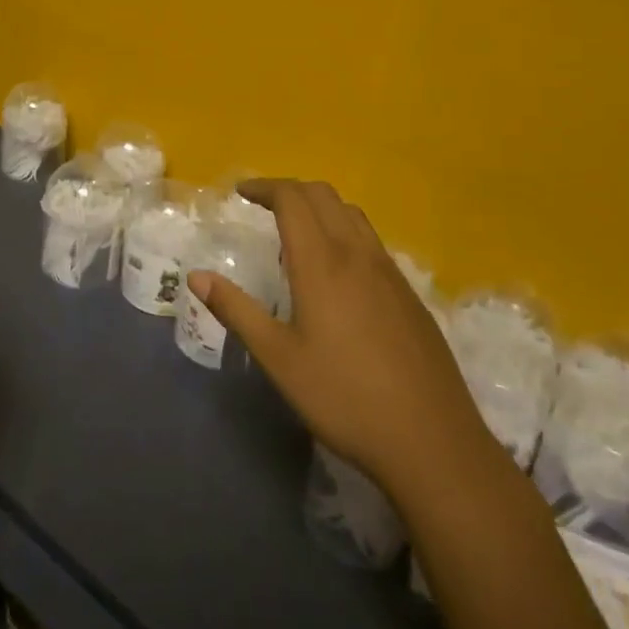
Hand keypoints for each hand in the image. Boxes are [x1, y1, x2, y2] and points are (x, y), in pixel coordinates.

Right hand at [188, 179, 493, 502]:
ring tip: (295, 232)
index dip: (264, 187)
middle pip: (324, 196)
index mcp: (322, 264)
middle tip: (261, 206)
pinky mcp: (410, 295)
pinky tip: (335, 272)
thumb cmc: (344, 398)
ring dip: (320, 207)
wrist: (432, 442)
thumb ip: (236, 310)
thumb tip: (196, 276)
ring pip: (353, 215)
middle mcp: (358, 255)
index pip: (292, 199)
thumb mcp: (278, 358)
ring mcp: (390, 274)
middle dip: (290, 190)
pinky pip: (371, 241)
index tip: (240, 193)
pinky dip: (344, 231)